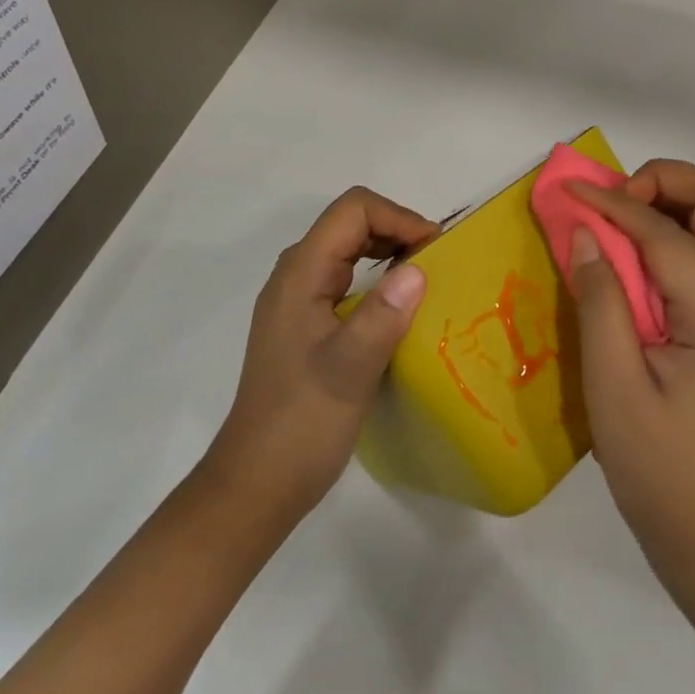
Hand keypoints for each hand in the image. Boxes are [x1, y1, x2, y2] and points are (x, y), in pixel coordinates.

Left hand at [207, 187, 437, 528]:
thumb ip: (382, 315)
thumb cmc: (301, 424)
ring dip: (389, 251)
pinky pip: (346, 277)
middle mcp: (295, 275)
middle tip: (437, 261)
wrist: (257, 484)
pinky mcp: (305, 322)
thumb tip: (418, 269)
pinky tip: (399, 306)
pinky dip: (378, 276)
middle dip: (397, 229)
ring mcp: (298, 299)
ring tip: (426, 278)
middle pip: (350, 222)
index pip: (352, 210)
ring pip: (348, 248)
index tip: (434, 250)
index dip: (398, 217)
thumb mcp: (348, 370)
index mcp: (300, 274)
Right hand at [567, 160, 694, 585]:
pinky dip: (675, 230)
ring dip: (671, 201)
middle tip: (612, 202)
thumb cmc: (660, 465)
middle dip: (663, 180)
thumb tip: (585, 233)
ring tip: (619, 222)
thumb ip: (600, 300)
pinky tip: (636, 257)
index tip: (568, 191)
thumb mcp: (613, 385)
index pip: (663, 230)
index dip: (611, 202)